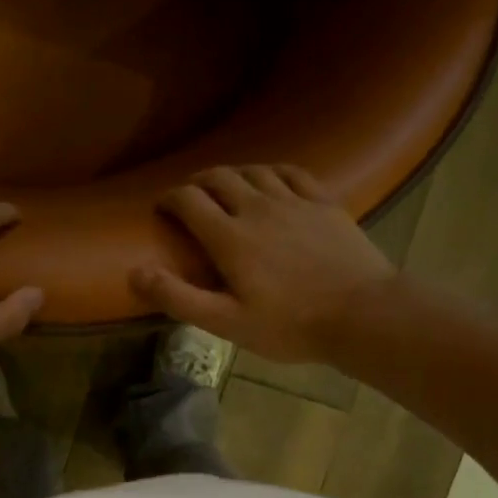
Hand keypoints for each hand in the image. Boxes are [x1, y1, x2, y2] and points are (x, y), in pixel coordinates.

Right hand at [131, 165, 396, 364]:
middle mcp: (257, 207)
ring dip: (232, 174)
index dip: (169, 199)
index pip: (189, 201)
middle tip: (189, 196)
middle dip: (197, 182)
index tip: (162, 208)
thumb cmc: (289, 325)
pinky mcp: (324, 202)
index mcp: (230, 237)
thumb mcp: (226, 322)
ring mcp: (294, 201)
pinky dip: (272, 171)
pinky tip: (270, 179)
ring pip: (254, 171)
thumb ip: (179, 297)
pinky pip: (292, 173)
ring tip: (225, 186)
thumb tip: (135, 272)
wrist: (362, 314)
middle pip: (219, 178)